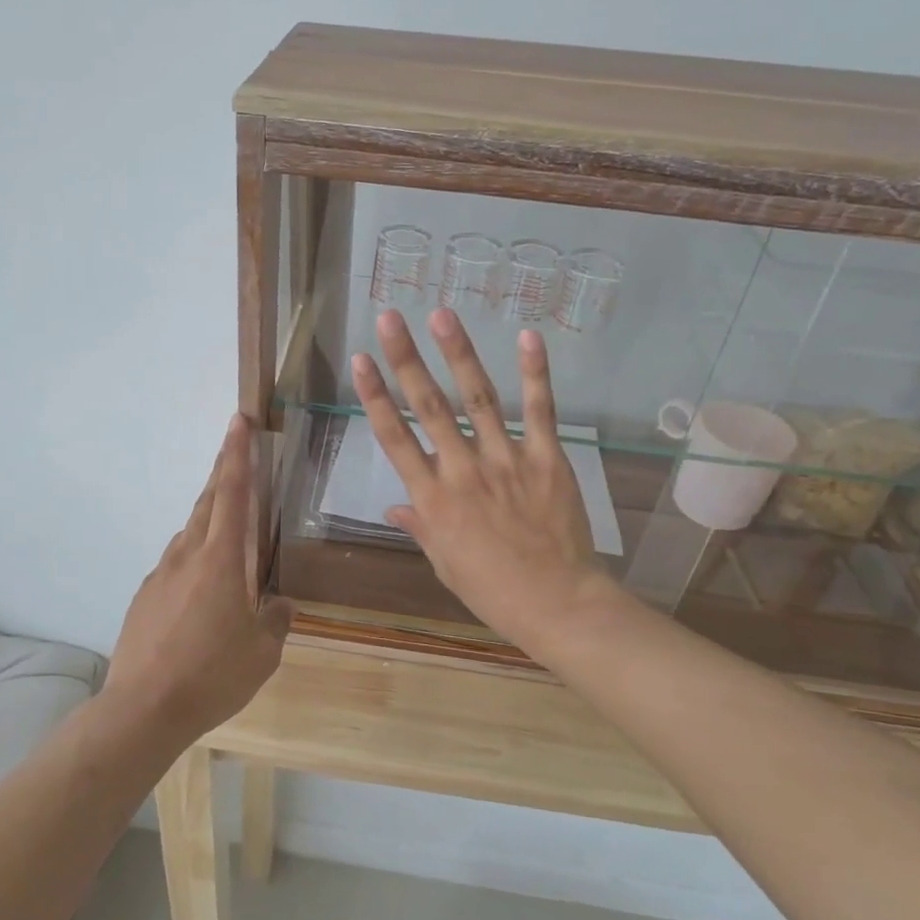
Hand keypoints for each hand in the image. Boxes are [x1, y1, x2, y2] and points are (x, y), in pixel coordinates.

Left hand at [103, 414, 294, 746]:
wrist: (142, 709)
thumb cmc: (212, 675)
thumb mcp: (262, 653)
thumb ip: (276, 621)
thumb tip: (281, 605)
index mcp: (221, 559)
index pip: (231, 492)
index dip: (236, 454)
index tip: (238, 421)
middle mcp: (187, 555)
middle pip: (207, 503)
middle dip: (222, 473)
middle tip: (236, 454)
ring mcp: (160, 575)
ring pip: (189, 534)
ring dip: (208, 522)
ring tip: (228, 540)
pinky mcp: (144, 597)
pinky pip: (174, 565)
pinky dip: (192, 561)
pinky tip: (200, 594)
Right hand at [352, 309, 612, 650]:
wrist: (558, 604)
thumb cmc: (493, 591)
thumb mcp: (445, 563)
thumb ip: (420, 526)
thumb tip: (394, 506)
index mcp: (433, 499)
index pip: (395, 438)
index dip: (375, 396)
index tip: (361, 361)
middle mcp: (463, 471)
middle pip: (428, 407)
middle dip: (406, 360)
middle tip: (391, 319)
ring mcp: (507, 461)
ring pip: (478, 399)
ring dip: (458, 354)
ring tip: (441, 315)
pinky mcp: (547, 459)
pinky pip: (540, 411)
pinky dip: (535, 374)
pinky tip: (527, 338)